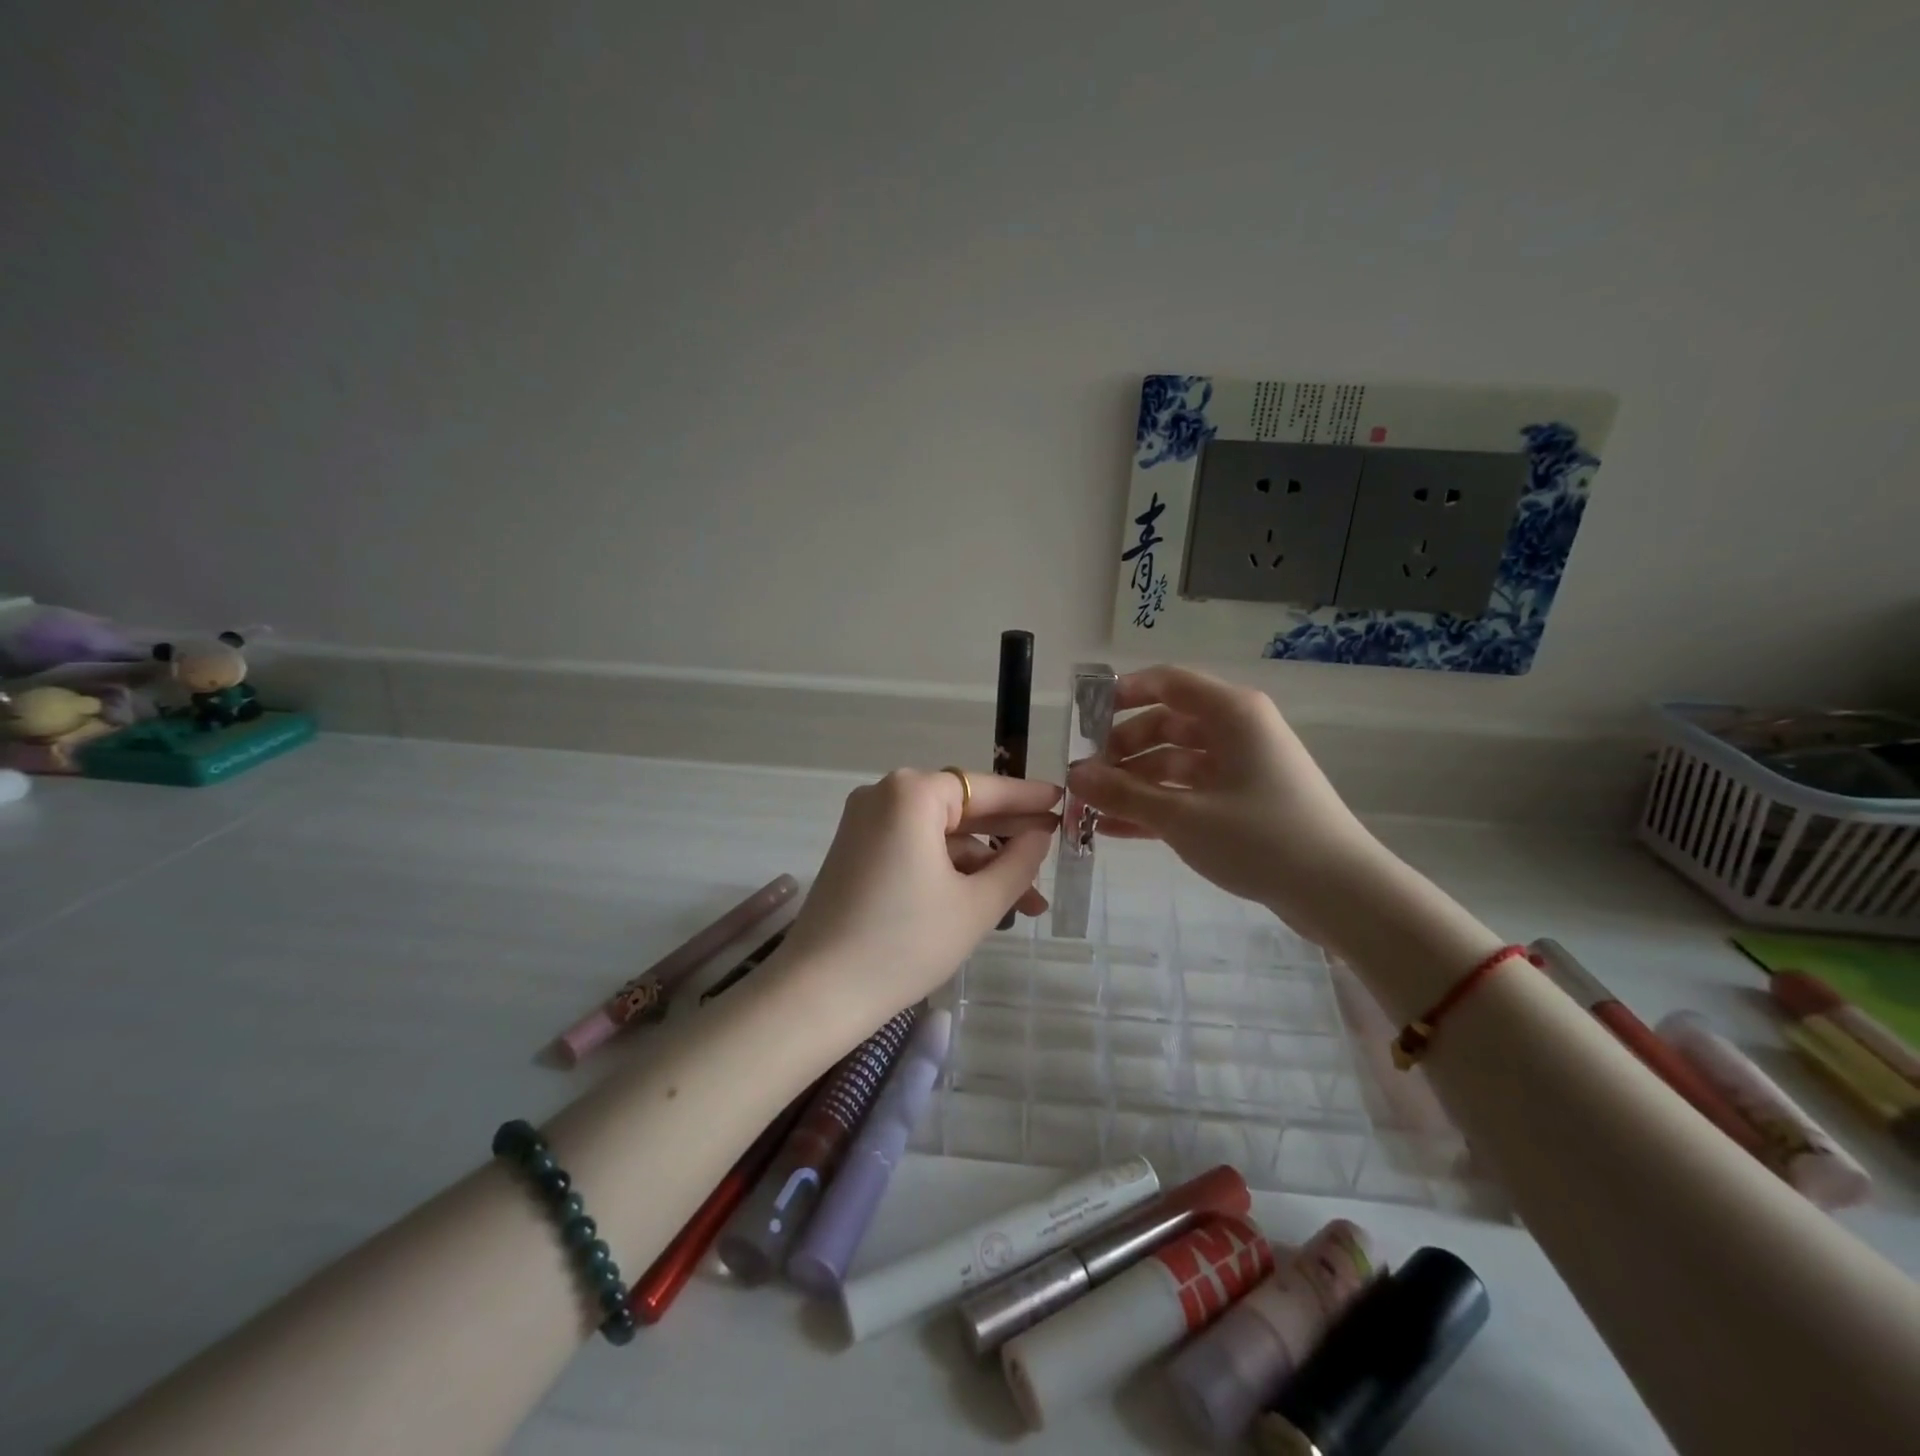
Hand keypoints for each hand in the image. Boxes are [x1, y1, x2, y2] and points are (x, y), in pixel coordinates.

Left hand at [779, 769, 1061, 1027]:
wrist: (818, 994)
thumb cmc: (905, 943)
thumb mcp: (976, 905)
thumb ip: (1018, 864)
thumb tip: (1040, 836)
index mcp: (912, 794)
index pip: (984, 789)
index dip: (1028, 798)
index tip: (1064, 801)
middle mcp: (883, 795)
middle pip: (961, 810)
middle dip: (1008, 838)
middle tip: (1054, 851)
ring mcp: (864, 824)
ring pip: (939, 836)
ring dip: (981, 864)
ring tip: (1029, 902)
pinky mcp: (856, 853)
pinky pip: (915, 849)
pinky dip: (948, 871)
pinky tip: (984, 900)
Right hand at [1065, 666, 1381, 942]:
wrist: (1340, 893)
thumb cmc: (1261, 838)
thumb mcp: (1183, 816)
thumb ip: (1123, 794)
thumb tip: (1074, 777)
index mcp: (1231, 713)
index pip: (1166, 682)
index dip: (1121, 694)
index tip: (1083, 719)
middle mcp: (1237, 731)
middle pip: (1165, 724)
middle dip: (1122, 750)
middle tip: (1085, 779)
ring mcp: (1241, 767)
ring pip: (1174, 762)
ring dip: (1134, 783)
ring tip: (1093, 810)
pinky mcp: (1244, 801)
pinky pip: (1189, 792)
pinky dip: (1156, 806)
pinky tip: (1117, 829)